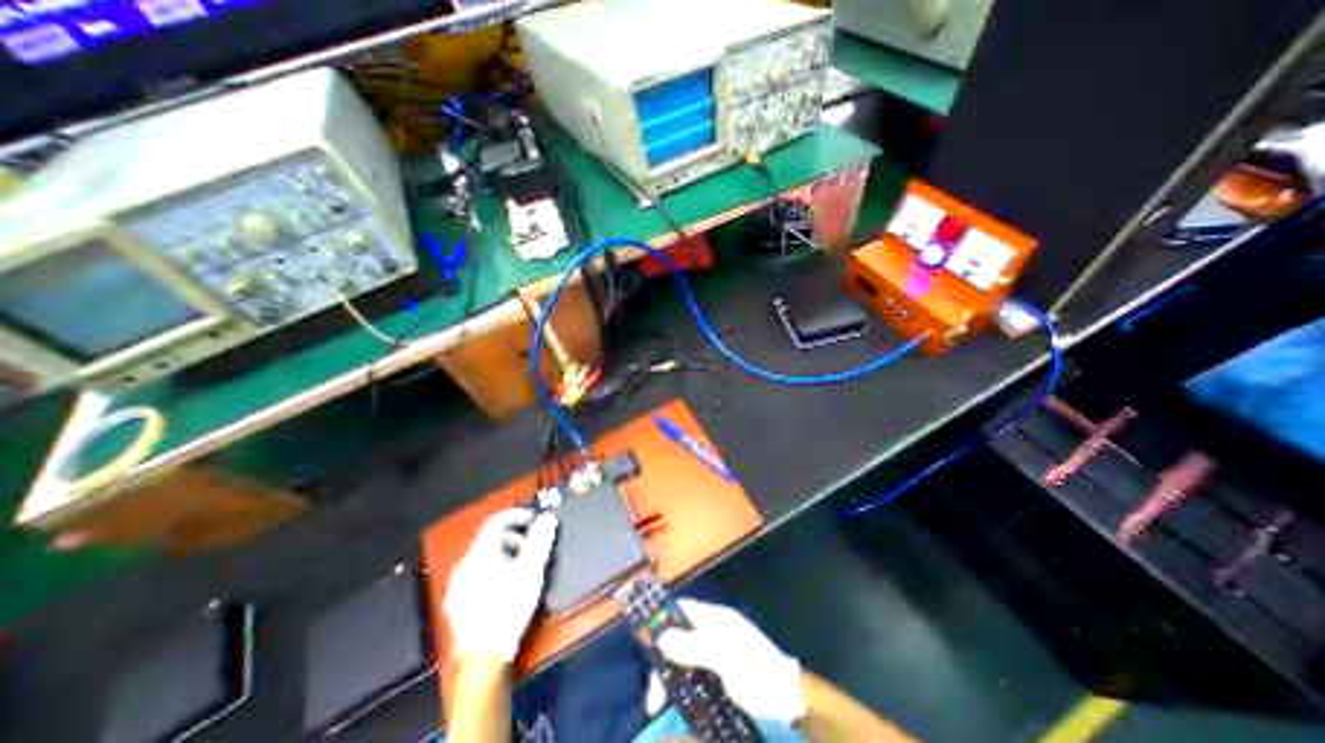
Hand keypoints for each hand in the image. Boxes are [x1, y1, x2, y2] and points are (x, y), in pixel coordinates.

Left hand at [438, 512, 554, 660]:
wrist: (483, 657)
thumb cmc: (510, 605)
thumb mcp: (531, 569)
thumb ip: (539, 540)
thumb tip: (547, 517)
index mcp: (479, 554)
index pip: (496, 521)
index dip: (516, 515)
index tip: (533, 517)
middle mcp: (463, 565)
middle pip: (489, 539)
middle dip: (513, 537)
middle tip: (531, 547)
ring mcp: (457, 586)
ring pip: (482, 558)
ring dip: (504, 554)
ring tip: (521, 567)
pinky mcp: (457, 604)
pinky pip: (476, 575)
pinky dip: (492, 570)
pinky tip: (504, 586)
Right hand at [652, 599, 807, 725]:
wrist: (790, 703)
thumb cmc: (757, 673)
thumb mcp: (725, 658)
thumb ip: (694, 646)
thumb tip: (661, 636)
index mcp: (715, 619)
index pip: (683, 610)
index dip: (663, 621)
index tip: (647, 647)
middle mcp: (714, 632)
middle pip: (679, 638)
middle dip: (664, 662)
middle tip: (655, 697)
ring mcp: (717, 655)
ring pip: (684, 660)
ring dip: (671, 680)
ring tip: (661, 706)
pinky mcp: (720, 677)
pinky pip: (694, 678)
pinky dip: (683, 690)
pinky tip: (679, 707)